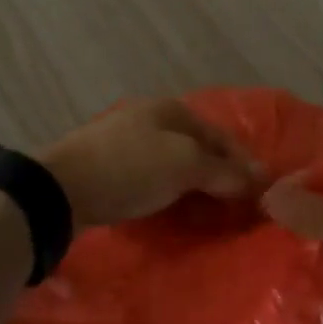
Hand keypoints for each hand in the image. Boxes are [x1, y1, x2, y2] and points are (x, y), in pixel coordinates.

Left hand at [41, 98, 262, 228]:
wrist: (60, 188)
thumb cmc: (130, 168)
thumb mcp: (184, 166)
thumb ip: (224, 172)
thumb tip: (260, 180)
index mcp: (172, 109)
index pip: (222, 137)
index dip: (244, 164)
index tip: (262, 194)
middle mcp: (151, 118)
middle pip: (198, 148)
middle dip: (220, 175)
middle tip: (238, 208)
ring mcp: (126, 140)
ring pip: (174, 162)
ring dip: (194, 185)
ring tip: (210, 213)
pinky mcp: (108, 166)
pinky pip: (152, 176)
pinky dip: (169, 191)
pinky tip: (173, 208)